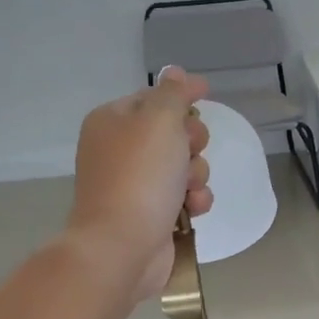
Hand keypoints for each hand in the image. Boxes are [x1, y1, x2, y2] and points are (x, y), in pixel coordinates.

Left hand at [68, 68, 214, 302]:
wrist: (122, 246)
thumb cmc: (140, 176)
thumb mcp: (159, 120)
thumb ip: (173, 93)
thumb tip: (176, 73)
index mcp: (112, 121)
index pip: (153, 97)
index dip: (181, 95)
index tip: (206, 92)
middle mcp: (120, 150)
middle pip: (173, 133)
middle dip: (191, 142)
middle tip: (189, 151)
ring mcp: (135, 185)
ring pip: (183, 166)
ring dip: (196, 175)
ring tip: (188, 189)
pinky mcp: (151, 214)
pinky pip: (184, 197)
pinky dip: (193, 201)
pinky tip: (192, 209)